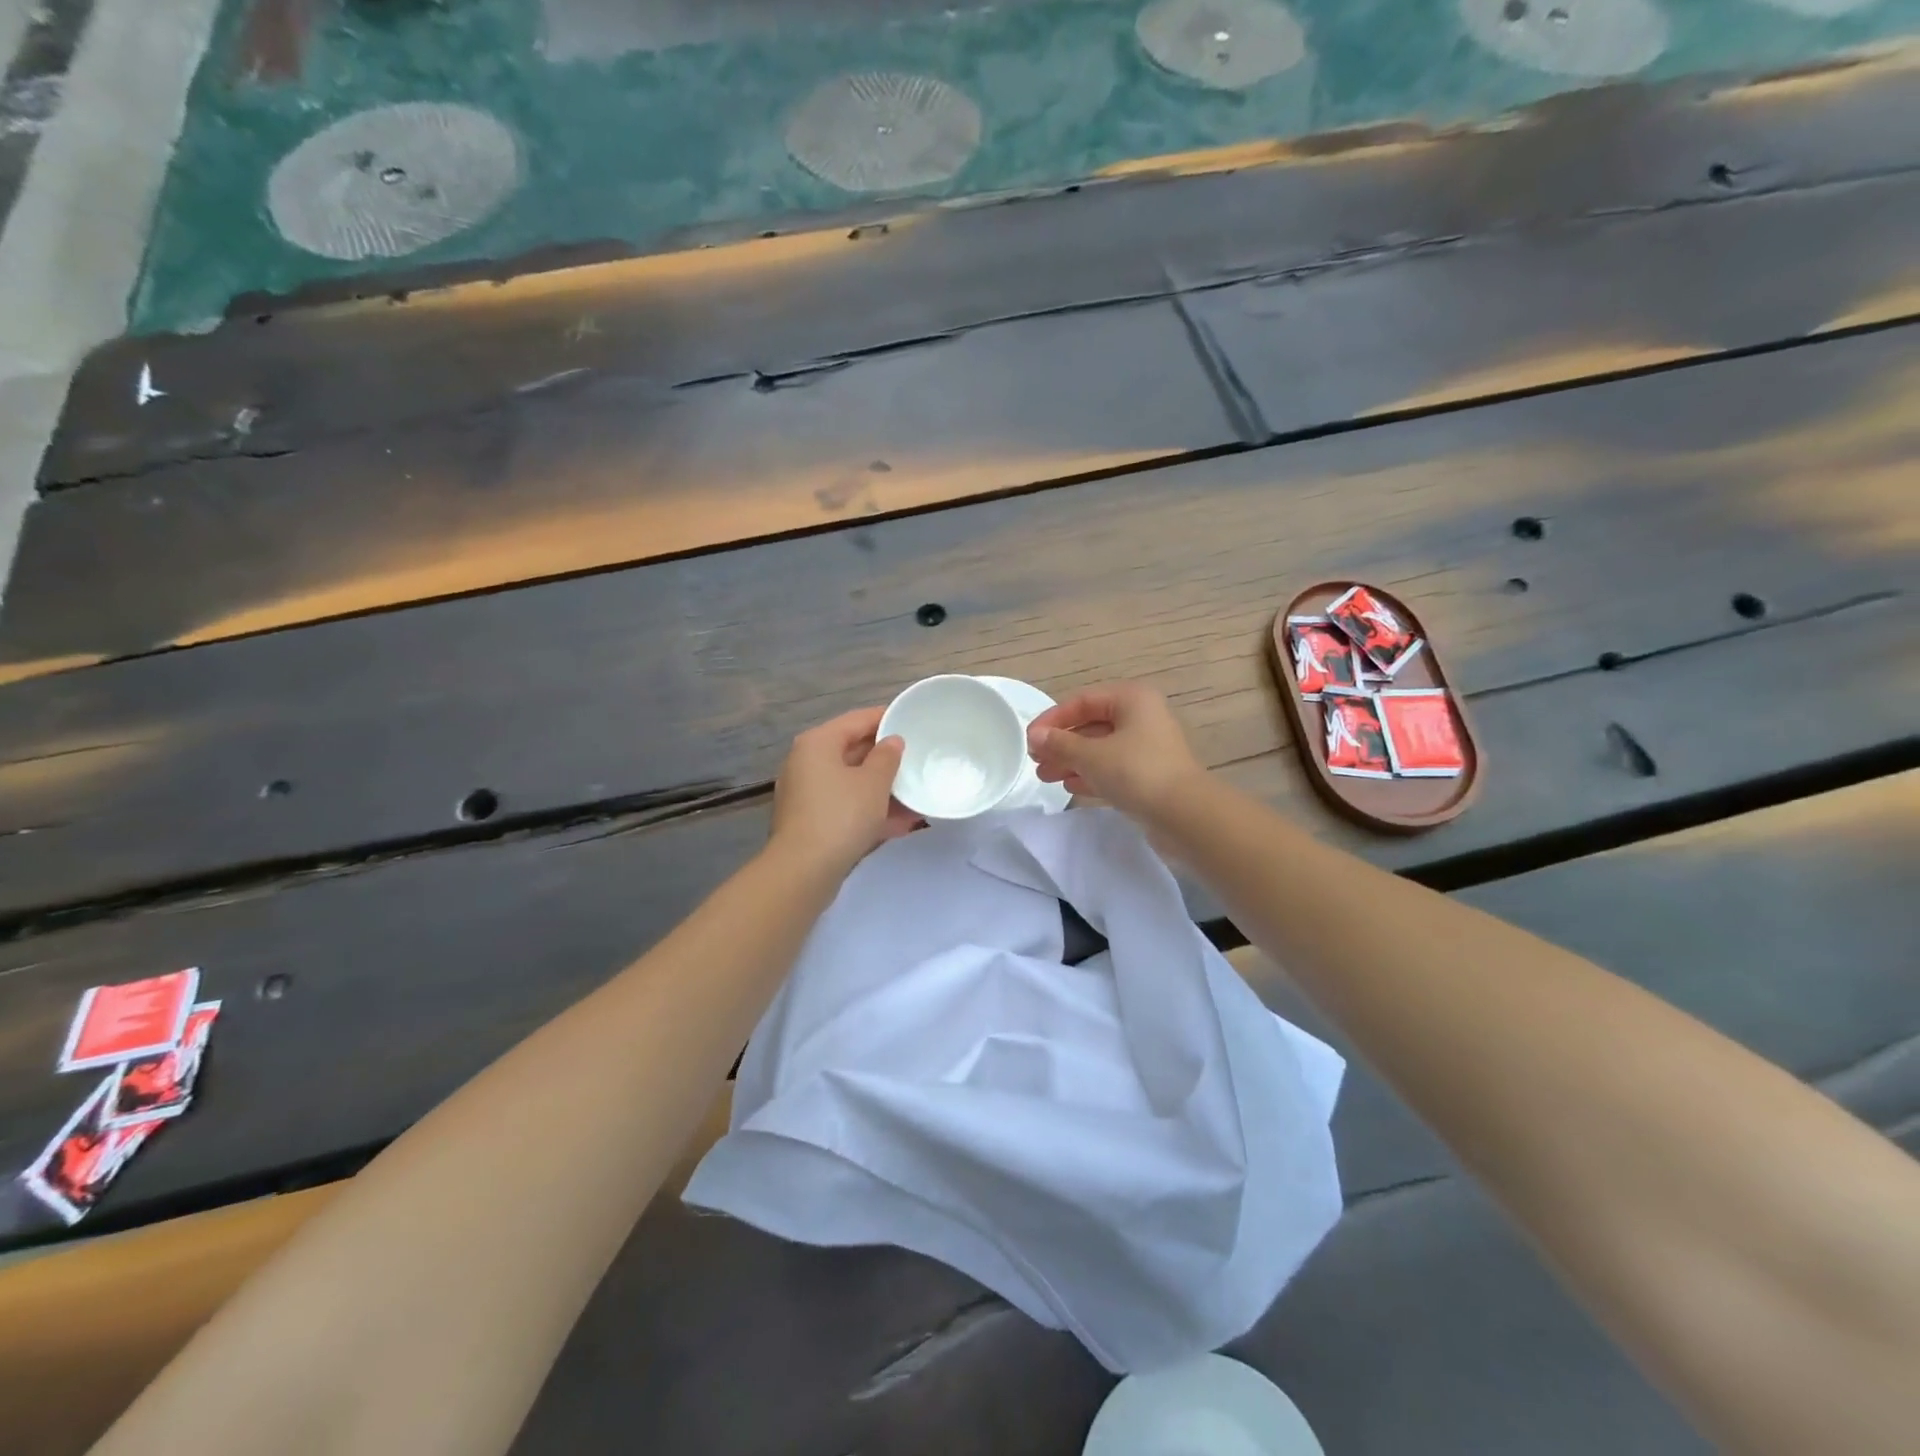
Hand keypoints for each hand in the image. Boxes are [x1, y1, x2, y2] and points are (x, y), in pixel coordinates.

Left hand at [770, 706, 920, 875]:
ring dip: (882, 789)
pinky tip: (900, 824)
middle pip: (853, 751)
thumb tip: (892, 742)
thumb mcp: (874, 782)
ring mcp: (807, 793)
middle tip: (918, 759)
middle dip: (886, 759)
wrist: (804, 870)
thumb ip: (887, 757)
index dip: (887, 718)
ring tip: (915, 794)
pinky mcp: (811, 821)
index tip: (913, 721)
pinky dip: (870, 810)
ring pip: (851, 782)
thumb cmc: (842, 815)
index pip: (858, 719)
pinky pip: (846, 806)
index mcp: (818, 742)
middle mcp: (807, 762)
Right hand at [1027, 682, 1206, 820]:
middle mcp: (1141, 717)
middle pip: (1091, 725)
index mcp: (1131, 699)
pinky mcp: (1149, 774)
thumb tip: (1034, 736)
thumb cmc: (1136, 772)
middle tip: (1035, 762)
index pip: (1082, 701)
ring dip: (1071, 760)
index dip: (1052, 720)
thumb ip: (1060, 744)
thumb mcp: (1091, 755)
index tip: (1029, 740)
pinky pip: (1112, 768)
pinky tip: (1069, 786)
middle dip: (1061, 743)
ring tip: (1045, 777)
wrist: (1184, 815)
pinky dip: (1090, 774)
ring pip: (1100, 748)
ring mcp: (1147, 747)